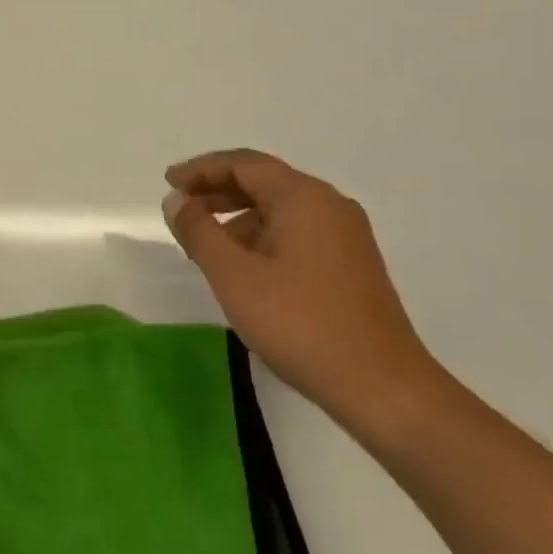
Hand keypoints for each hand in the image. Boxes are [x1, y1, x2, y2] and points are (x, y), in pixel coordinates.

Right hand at [162, 149, 439, 435]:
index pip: (243, 164)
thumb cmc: (301, 325)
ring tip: (204, 245)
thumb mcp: (234, 276)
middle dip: (217, 191)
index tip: (168, 183)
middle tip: (180, 210)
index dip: (201, 169)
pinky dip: (261, 236)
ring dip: (237, 217)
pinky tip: (243, 268)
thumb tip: (175, 200)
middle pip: (263, 181)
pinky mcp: (350, 264)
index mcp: (303, 198)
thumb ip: (198, 231)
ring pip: (279, 209)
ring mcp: (345, 235)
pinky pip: (296, 231)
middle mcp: (329, 205)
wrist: (384, 389)